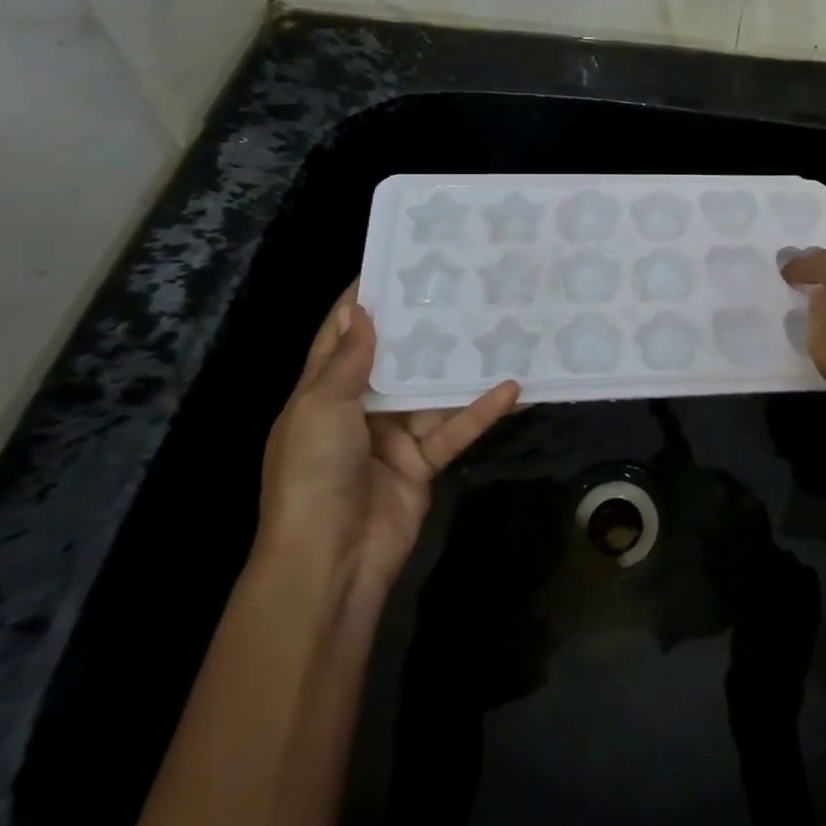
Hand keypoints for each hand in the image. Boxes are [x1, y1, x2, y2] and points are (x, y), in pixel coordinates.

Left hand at [255, 284, 520, 592]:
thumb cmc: (313, 475)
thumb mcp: (319, 410)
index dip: (365, 301)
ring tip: (496, 327)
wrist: (330, 562)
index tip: (398, 263)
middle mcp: (358, 409)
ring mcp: (393, 436)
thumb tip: (362, 309)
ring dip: (460, 368)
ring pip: (432, 391)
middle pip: (395, 359)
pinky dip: (480, 411)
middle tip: (462, 288)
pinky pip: (455, 428)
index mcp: (322, 393)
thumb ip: (346, 361)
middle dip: (423, 327)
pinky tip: (511, 388)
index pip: (342, 335)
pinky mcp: (422, 462)